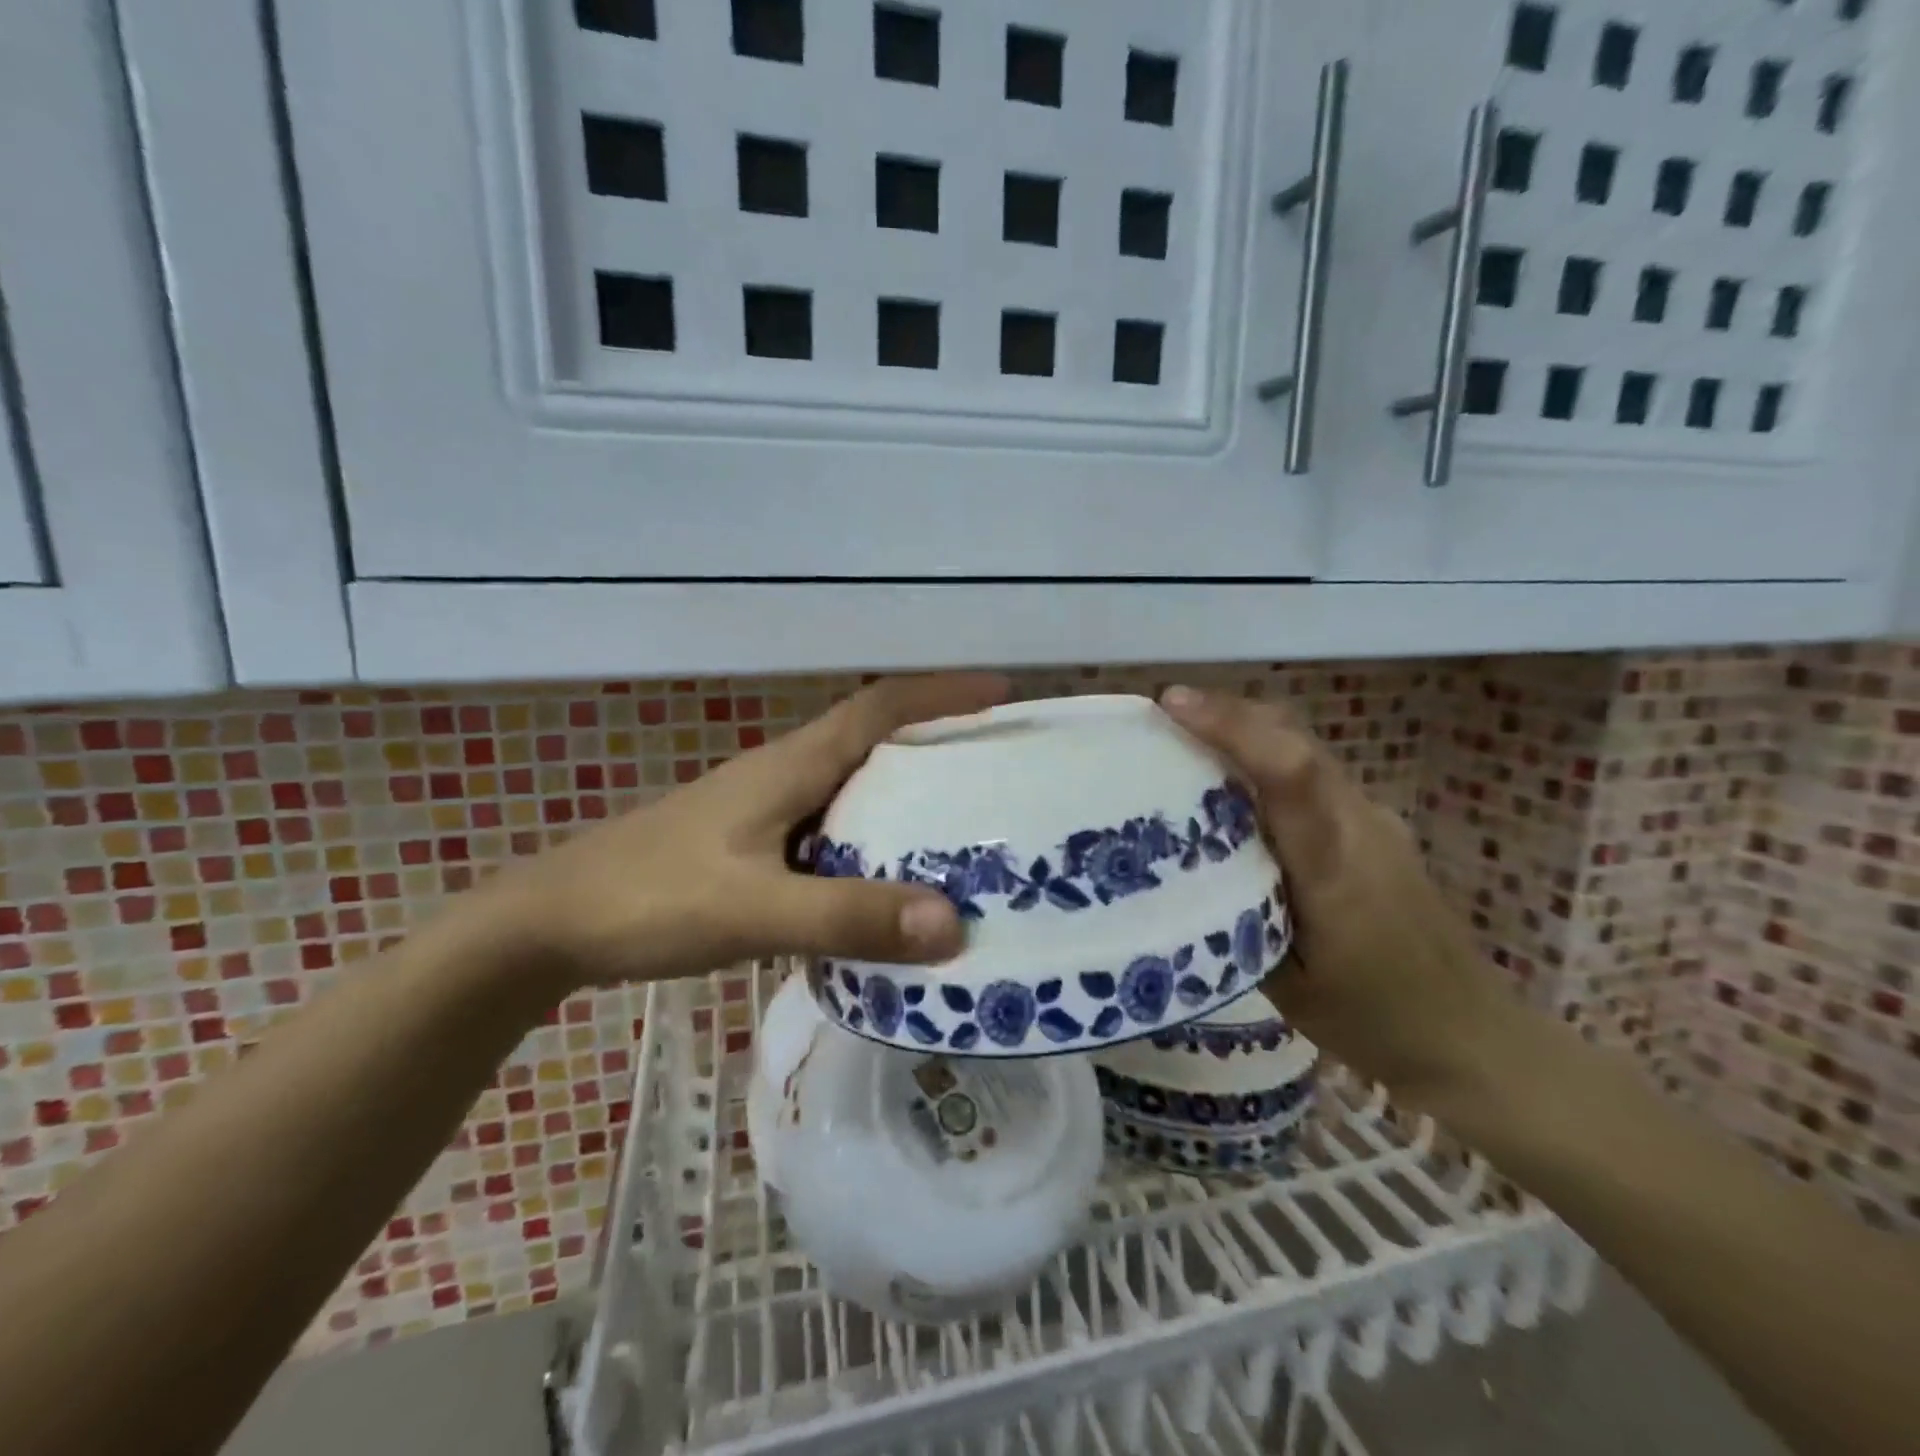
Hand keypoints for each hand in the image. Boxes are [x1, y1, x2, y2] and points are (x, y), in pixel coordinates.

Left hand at [476, 674, 1009, 994]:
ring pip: (853, 788)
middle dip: (938, 744)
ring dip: (905, 796)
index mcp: (792, 766)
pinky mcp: (751, 845)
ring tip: (964, 828)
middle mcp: (785, 776)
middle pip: (874, 742)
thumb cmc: (649, 899)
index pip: (879, 708)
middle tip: (998, 772)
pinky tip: (888, 883)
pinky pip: (830, 830)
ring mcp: (765, 810)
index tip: (1002, 693)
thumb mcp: (754, 909)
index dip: (941, 693)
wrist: (549, 924)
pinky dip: (870, 842)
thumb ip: (848, 917)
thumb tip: (954, 925)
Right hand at [1159, 685, 1522, 1105]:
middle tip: (1166, 711)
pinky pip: (1314, 774)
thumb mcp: (1283, 979)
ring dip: (1248, 731)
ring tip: (1187, 738)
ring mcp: (1374, 819)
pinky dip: (1267, 757)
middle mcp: (1360, 824)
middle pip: (1296, 741)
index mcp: (1335, 865)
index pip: (1290, 772)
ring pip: (1306, 750)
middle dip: (1229, 713)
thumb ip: (1234, 913)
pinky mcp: (1376, 826)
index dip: (1232, 728)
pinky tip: (1235, 785)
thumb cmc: (1370, 1018)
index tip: (1172, 703)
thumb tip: (1177, 868)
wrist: (1469, 1033)